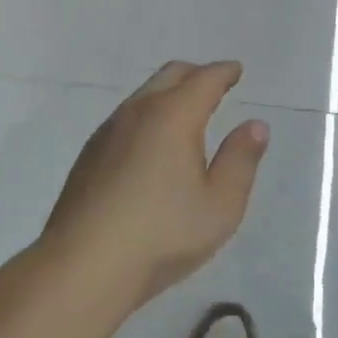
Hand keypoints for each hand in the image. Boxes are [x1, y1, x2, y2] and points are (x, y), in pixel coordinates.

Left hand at [40, 62, 269, 309]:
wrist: (82, 266)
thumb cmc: (162, 235)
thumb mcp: (221, 205)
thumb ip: (241, 160)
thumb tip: (255, 125)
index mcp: (173, 116)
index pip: (204, 79)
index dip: (224, 72)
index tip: (236, 71)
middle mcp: (138, 112)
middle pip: (170, 75)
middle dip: (196, 74)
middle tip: (216, 86)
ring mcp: (108, 131)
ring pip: (144, 94)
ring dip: (169, 94)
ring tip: (187, 115)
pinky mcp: (90, 154)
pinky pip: (126, 117)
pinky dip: (149, 115)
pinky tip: (152, 146)